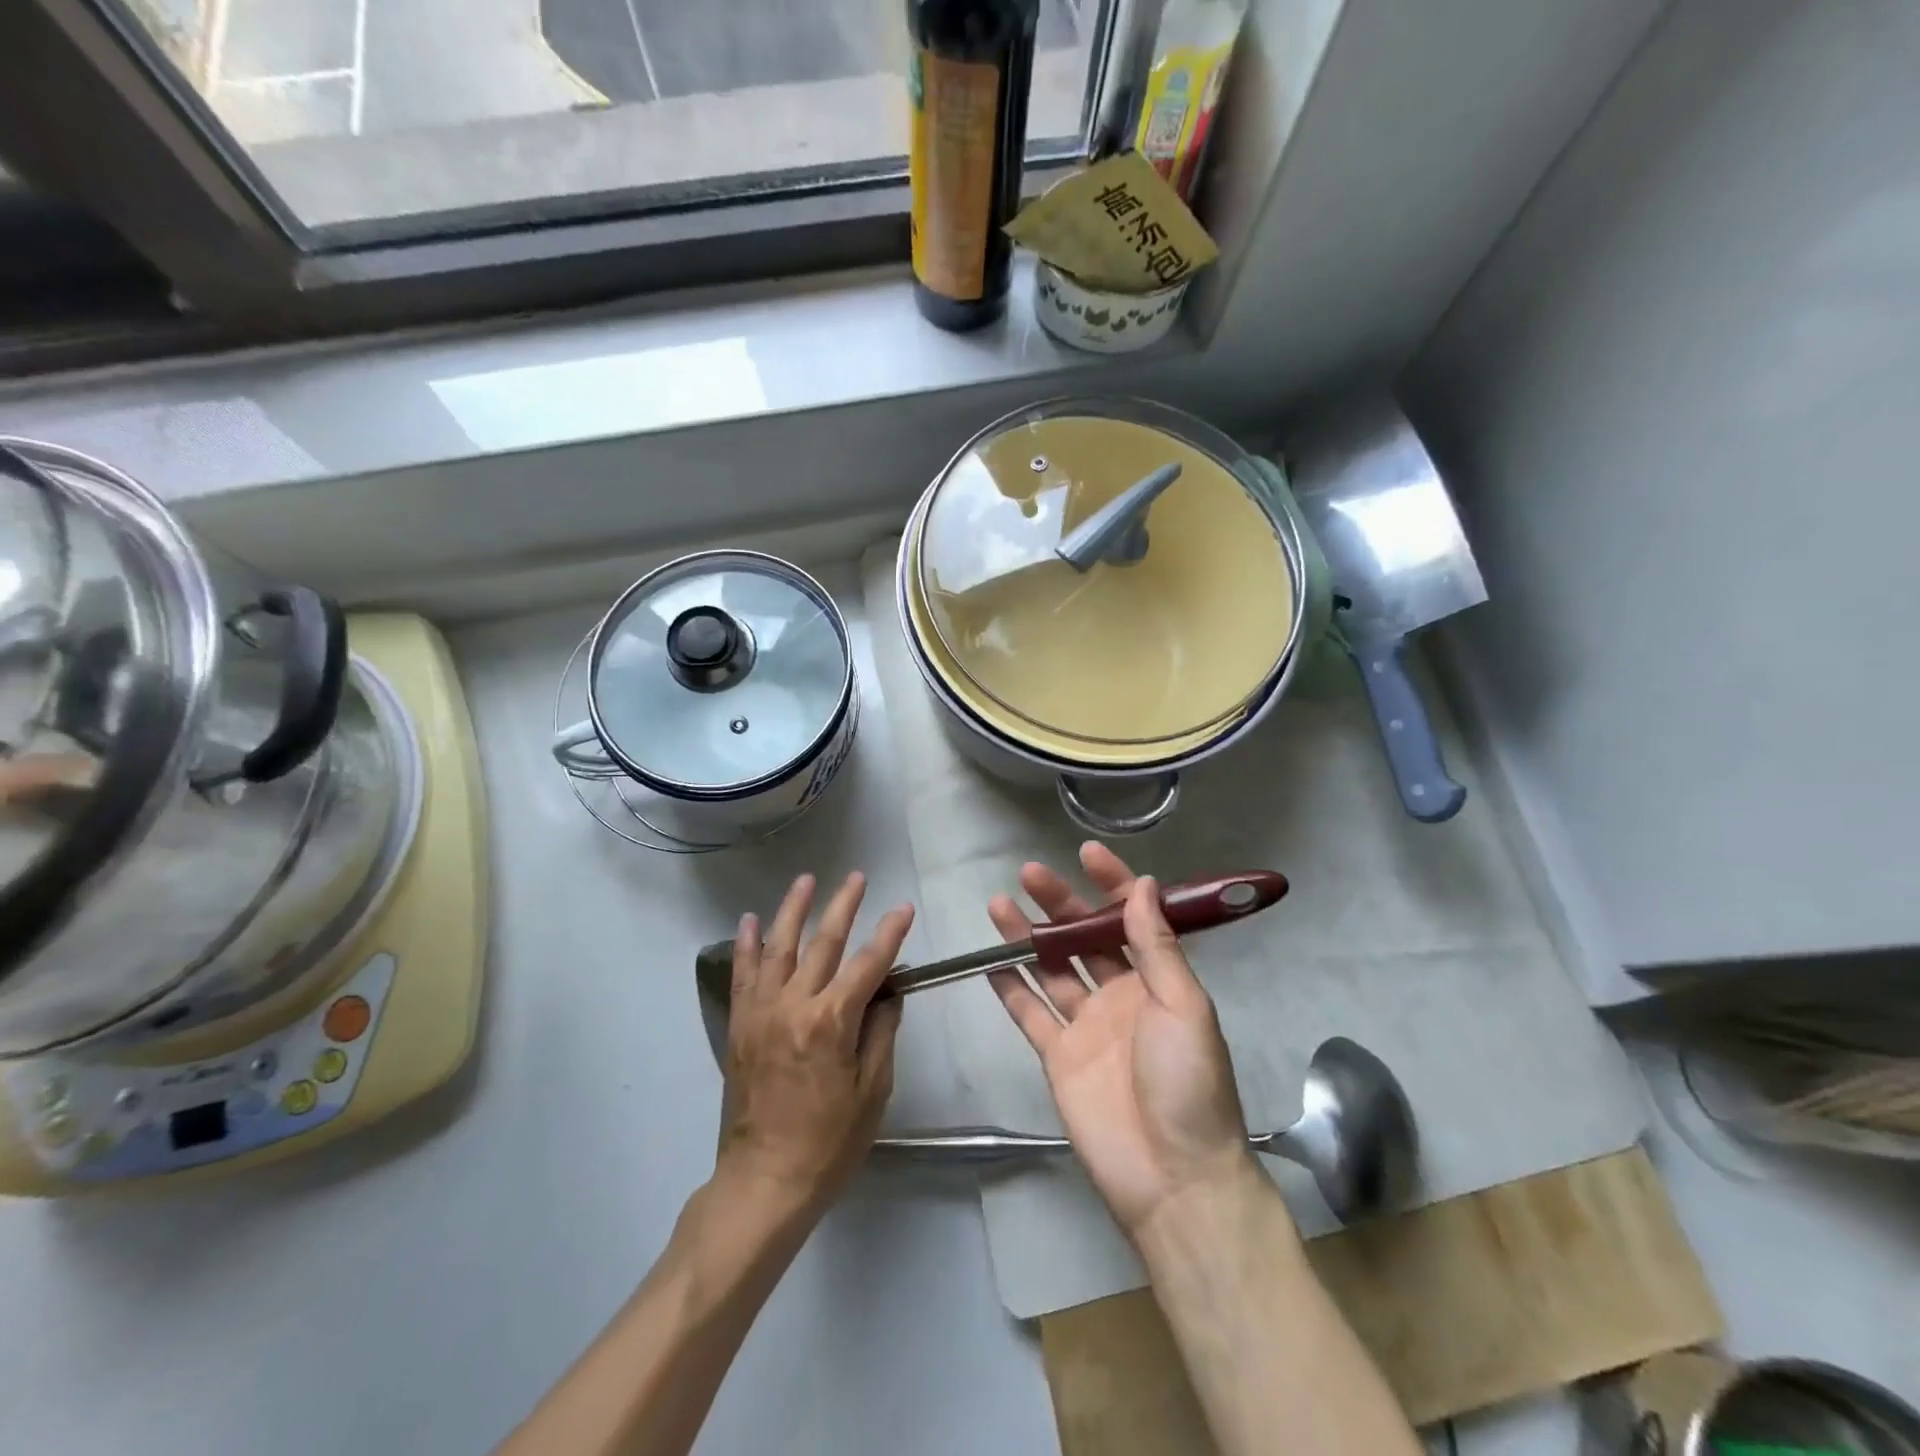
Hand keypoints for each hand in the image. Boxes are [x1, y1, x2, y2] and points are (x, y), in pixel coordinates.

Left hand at [718, 872, 913, 1215]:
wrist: (765, 1181)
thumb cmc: (829, 1142)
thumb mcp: (873, 1091)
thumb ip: (881, 1033)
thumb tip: (888, 992)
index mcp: (832, 1022)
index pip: (869, 964)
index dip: (890, 934)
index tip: (904, 908)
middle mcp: (794, 1005)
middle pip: (824, 943)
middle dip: (844, 906)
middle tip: (858, 877)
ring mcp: (762, 1012)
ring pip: (779, 947)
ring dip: (794, 910)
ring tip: (806, 880)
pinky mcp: (740, 1025)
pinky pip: (742, 975)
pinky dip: (747, 945)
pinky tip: (751, 920)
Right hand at [987, 844, 1257, 1240]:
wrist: (1173, 1179)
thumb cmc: (1189, 1083)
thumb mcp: (1184, 1006)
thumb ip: (1157, 946)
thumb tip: (1144, 884)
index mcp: (1157, 981)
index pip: (1132, 919)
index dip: (1112, 885)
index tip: (1086, 854)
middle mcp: (1120, 995)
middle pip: (1084, 938)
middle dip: (1059, 904)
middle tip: (1029, 872)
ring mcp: (1086, 1026)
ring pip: (1050, 969)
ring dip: (1027, 937)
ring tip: (999, 903)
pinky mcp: (1058, 1057)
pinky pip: (1029, 1014)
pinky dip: (1010, 988)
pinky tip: (990, 960)